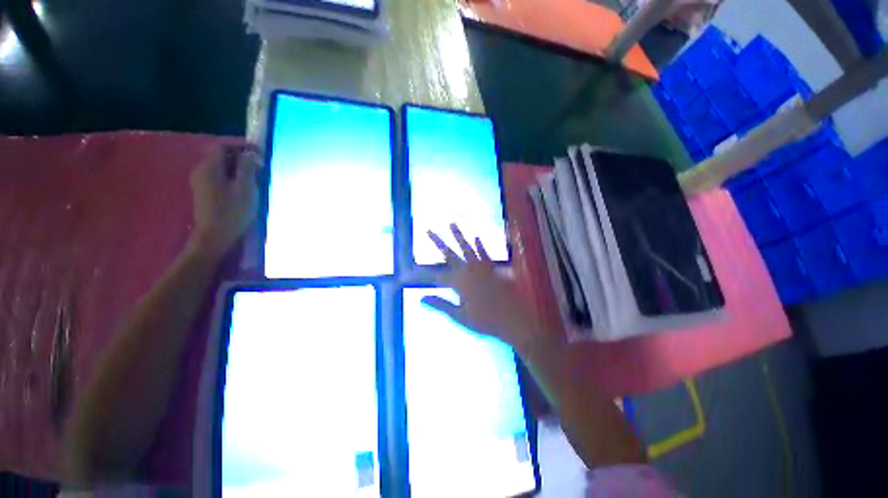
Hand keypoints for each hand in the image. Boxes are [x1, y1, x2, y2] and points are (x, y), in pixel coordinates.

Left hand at [188, 146, 259, 257]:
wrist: (215, 236)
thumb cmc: (233, 211)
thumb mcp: (246, 188)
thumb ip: (247, 168)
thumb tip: (249, 154)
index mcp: (210, 168)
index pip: (222, 146)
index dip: (240, 146)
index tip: (258, 152)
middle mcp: (201, 171)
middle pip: (220, 156)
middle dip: (240, 157)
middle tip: (259, 166)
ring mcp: (201, 183)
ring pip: (220, 167)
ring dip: (238, 168)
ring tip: (255, 177)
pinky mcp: (205, 193)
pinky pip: (219, 177)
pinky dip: (232, 177)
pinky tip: (244, 187)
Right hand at [422, 224, 543, 352]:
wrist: (513, 319)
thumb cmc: (485, 321)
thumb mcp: (460, 316)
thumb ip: (441, 305)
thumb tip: (421, 298)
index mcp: (459, 283)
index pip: (439, 275)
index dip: (427, 273)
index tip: (416, 268)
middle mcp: (469, 270)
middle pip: (450, 254)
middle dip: (438, 242)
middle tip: (429, 231)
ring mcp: (482, 267)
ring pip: (467, 248)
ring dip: (459, 236)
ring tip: (452, 224)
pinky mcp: (493, 268)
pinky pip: (485, 253)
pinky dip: (480, 245)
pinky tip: (477, 237)